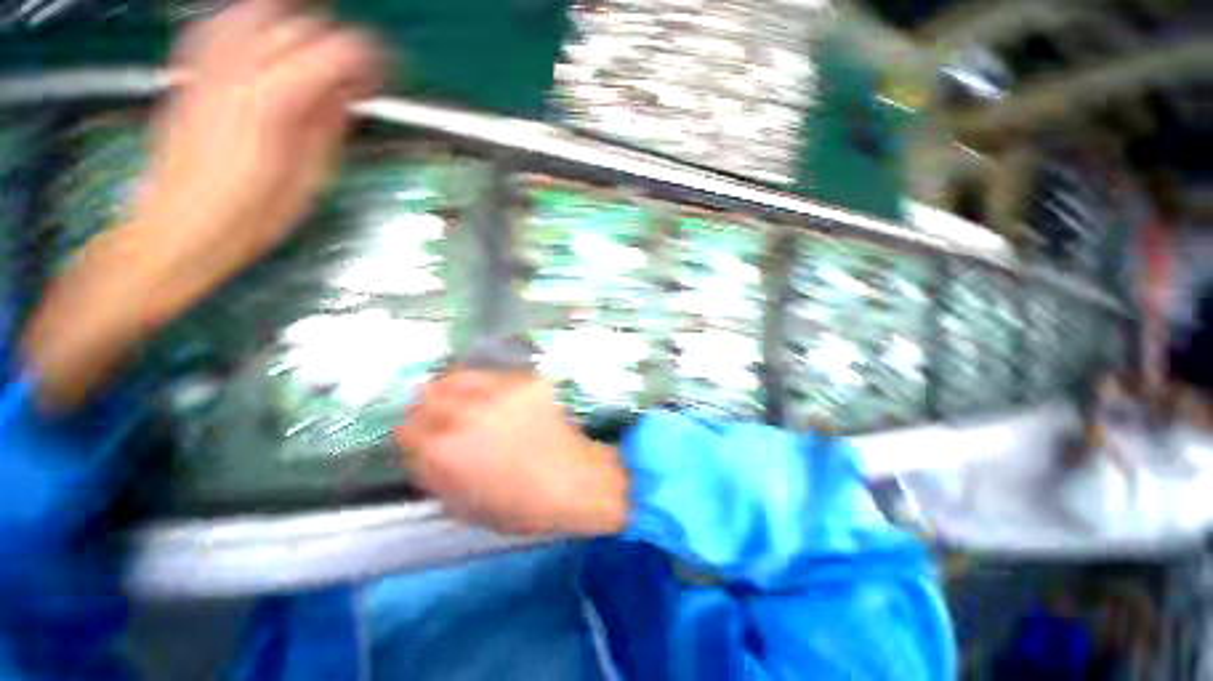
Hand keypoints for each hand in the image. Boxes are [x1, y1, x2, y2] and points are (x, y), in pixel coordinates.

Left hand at [132, 0, 381, 324]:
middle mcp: (238, 69)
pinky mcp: (190, 71)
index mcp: (275, 101)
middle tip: (352, 75)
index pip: (337, 51)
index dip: (369, 59)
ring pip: (259, 9)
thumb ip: (330, 124)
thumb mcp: (311, 177)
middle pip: (302, 23)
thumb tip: (348, 94)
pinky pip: (221, 23)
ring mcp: (208, 65)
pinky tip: (263, 43)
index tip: (382, 78)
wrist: (179, 227)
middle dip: (337, 43)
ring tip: (313, 51)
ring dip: (295, 23)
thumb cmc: (250, 215)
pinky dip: (250, 21)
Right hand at [397, 372, 629, 536]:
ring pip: (457, 376)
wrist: (572, 481)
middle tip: (440, 414)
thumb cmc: (520, 507)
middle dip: (428, 407)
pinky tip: (499, 398)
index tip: (421, 436)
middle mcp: (464, 414)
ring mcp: (497, 392)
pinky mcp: (525, 380)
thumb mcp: (463, 507)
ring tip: (464, 398)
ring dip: (453, 389)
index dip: (412, 433)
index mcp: (443, 452)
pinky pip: (493, 376)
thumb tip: (422, 451)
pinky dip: (488, 386)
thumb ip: (434, 475)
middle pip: (427, 395)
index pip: (406, 429)